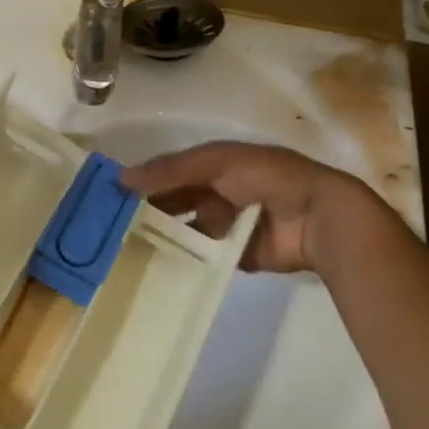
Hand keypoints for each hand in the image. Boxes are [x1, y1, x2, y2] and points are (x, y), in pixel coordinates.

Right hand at [122, 142, 385, 276]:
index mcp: (218, 165)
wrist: (316, 216)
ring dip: (165, 238)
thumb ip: (171, 169)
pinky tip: (157, 267)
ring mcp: (230, 226)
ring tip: (129, 250)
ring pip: (188, 231)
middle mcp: (221, 193)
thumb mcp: (215, 162)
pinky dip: (186, 261)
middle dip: (151, 211)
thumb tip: (122, 177)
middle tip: (113, 226)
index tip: (112, 194)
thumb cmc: (265, 177)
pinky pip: (206, 258)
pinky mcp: (238, 256)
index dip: (146, 179)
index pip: (173, 172)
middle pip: (178, 202)